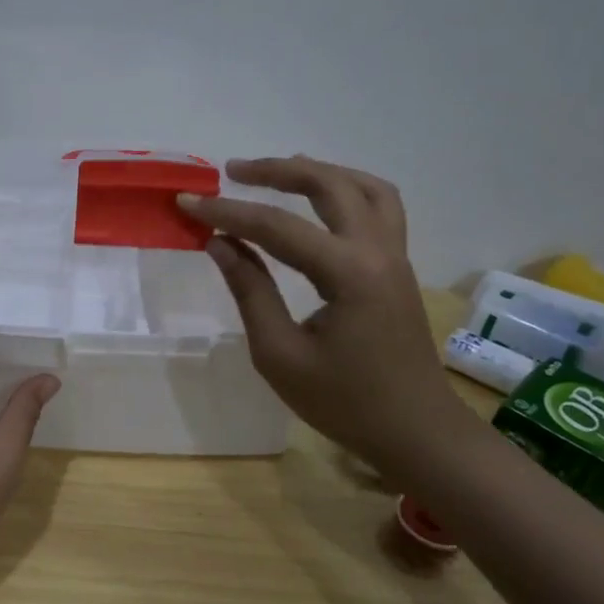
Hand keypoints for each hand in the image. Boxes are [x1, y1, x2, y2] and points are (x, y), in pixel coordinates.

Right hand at [179, 156, 465, 464]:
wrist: (416, 432)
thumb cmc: (344, 403)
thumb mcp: (280, 354)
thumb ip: (250, 291)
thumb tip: (220, 243)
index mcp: (348, 274)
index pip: (277, 227)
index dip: (227, 212)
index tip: (187, 203)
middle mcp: (378, 251)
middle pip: (329, 186)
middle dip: (278, 171)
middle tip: (232, 171)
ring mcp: (395, 255)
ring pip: (364, 187)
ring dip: (320, 172)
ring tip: (280, 171)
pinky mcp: (397, 266)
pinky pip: (379, 207)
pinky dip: (346, 189)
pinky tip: (321, 200)